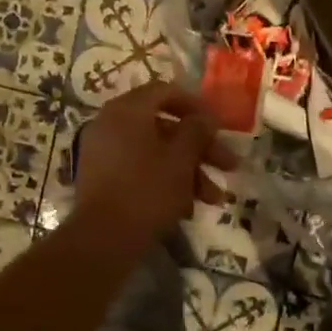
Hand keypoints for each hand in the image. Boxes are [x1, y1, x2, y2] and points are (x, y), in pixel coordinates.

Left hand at [74, 81, 233, 249]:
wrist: (103, 238)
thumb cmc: (147, 191)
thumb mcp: (181, 160)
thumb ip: (196, 132)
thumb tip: (205, 118)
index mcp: (127, 111)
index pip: (165, 91)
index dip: (196, 105)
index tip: (219, 125)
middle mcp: (111, 124)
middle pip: (164, 126)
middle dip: (200, 148)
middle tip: (229, 166)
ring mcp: (103, 152)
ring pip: (155, 152)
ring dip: (188, 171)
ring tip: (214, 199)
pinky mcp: (102, 179)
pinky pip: (139, 169)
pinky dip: (164, 181)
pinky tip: (187, 208)